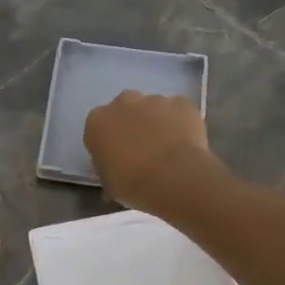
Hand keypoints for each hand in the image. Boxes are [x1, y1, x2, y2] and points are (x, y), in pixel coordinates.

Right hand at [82, 91, 218, 212]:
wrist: (173, 178)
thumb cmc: (132, 184)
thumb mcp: (109, 184)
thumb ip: (108, 169)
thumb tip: (115, 172)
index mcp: (97, 122)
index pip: (98, 128)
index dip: (109, 142)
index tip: (118, 158)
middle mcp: (122, 103)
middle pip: (125, 109)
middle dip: (132, 124)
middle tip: (143, 149)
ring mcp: (154, 100)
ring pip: (154, 108)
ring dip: (158, 123)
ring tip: (169, 150)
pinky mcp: (181, 103)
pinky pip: (179, 111)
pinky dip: (182, 122)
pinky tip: (187, 143)